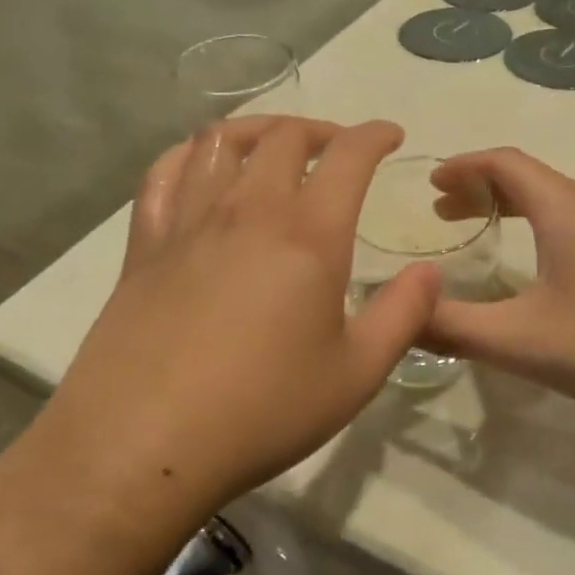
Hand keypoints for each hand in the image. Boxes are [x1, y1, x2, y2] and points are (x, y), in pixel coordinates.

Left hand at [41, 118, 440, 519]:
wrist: (143, 443)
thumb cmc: (263, 411)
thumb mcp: (357, 374)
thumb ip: (403, 315)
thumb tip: (431, 272)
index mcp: (308, 235)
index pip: (348, 156)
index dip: (374, 135)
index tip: (390, 136)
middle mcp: (248, 210)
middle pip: (284, 137)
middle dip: (320, 130)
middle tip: (337, 148)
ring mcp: (189, 222)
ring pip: (221, 141)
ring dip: (258, 130)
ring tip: (274, 144)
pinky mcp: (144, 244)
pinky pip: (164, 173)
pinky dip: (190, 154)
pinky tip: (201, 164)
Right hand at [425, 148, 574, 429]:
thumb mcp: (524, 341)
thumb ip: (456, 327)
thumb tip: (402, 314)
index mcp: (567, 209)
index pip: (505, 162)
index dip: (463, 166)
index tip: (430, 183)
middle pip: (532, 179)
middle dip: (484, 190)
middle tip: (446, 213)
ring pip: (561, 203)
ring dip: (517, 210)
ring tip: (488, 234)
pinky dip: (547, 230)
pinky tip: (545, 270)